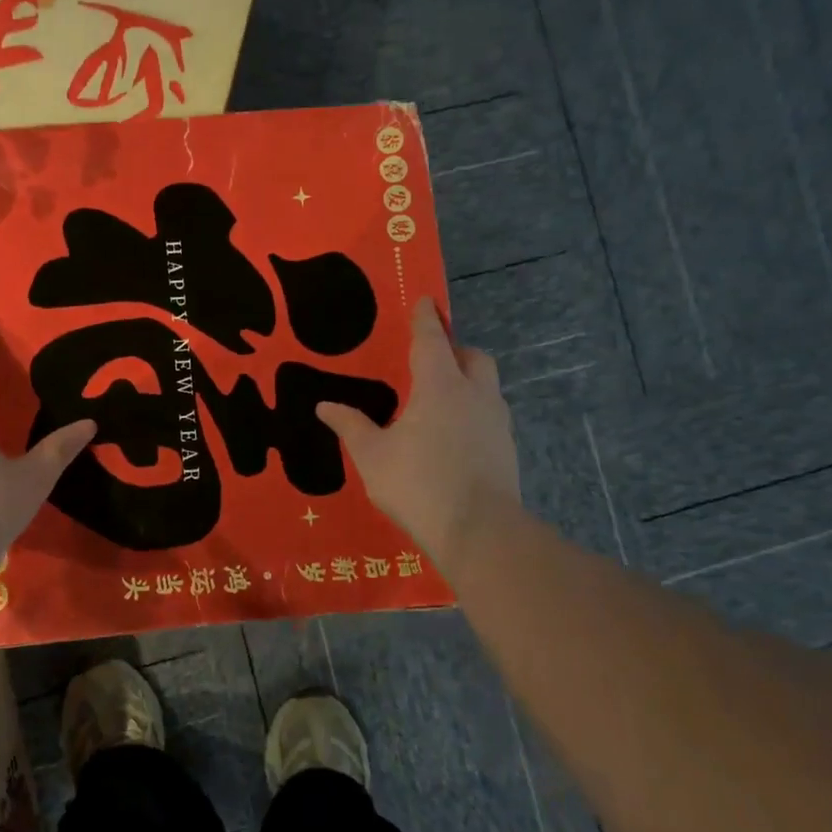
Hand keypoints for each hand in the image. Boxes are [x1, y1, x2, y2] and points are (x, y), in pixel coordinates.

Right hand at [317, 298, 520, 568]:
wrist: (480, 531)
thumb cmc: (419, 484)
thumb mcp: (372, 456)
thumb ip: (350, 426)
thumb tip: (324, 406)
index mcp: (439, 387)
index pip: (432, 340)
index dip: (426, 319)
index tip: (426, 300)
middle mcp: (474, 395)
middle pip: (473, 357)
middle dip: (455, 350)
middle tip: (432, 361)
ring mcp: (496, 423)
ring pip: (486, 387)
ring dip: (467, 383)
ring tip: (440, 403)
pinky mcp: (507, 449)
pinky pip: (490, 416)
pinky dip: (473, 414)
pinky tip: (454, 438)